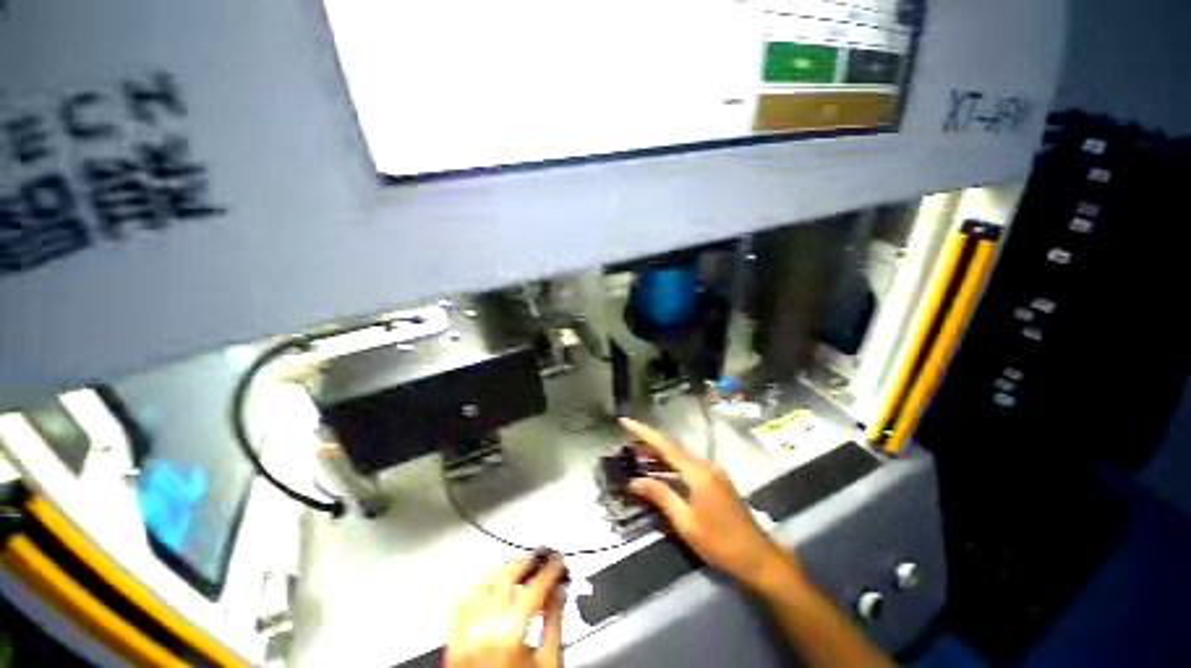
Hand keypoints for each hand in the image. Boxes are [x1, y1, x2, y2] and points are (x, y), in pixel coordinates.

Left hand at [445, 552, 565, 667]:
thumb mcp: (548, 662)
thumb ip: (554, 620)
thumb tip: (558, 589)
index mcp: (510, 636)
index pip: (535, 585)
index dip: (550, 568)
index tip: (557, 560)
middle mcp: (483, 630)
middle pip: (507, 576)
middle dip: (528, 561)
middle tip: (541, 556)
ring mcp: (464, 636)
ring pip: (483, 583)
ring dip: (504, 568)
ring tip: (520, 565)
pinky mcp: (452, 643)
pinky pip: (461, 604)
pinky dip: (477, 587)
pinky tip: (489, 581)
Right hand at [620, 417, 794, 592]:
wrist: (759, 558)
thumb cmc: (720, 543)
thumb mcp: (686, 522)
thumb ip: (661, 496)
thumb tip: (635, 481)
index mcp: (697, 472)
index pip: (664, 445)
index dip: (643, 432)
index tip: (625, 421)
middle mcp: (705, 465)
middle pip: (671, 448)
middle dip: (647, 444)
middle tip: (624, 443)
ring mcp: (712, 472)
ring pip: (679, 457)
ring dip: (658, 455)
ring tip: (635, 455)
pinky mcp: (716, 481)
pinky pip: (687, 467)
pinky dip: (670, 466)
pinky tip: (659, 471)